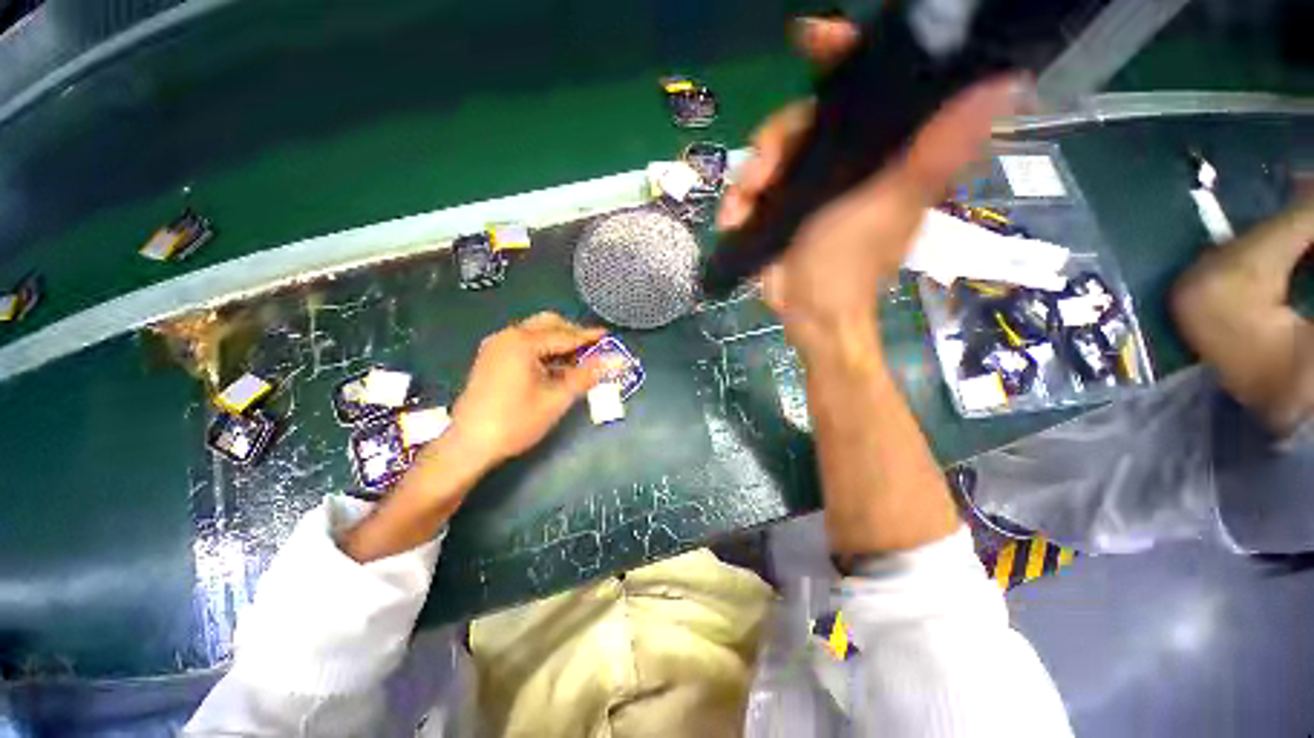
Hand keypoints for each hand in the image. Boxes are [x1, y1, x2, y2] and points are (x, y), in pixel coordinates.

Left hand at [449, 312, 604, 467]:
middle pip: (547, 324)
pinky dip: (542, 350)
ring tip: (577, 361)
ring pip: (535, 333)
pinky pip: (523, 344)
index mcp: (523, 342)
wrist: (469, 444)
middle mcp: (508, 336)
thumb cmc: (516, 421)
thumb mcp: (557, 399)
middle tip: (592, 349)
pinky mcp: (491, 357)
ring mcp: (496, 345)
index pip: (564, 334)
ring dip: (558, 342)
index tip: (607, 335)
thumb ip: (586, 376)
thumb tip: (615, 361)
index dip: (588, 336)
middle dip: (572, 334)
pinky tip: (555, 367)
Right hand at [718, 18, 1026, 353]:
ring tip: (739, 208)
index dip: (842, 55)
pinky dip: (738, 200)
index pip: (868, 83)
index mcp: (882, 150)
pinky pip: (753, 186)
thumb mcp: (890, 204)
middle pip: (801, 119)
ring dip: (748, 178)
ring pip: (770, 153)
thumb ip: (934, 150)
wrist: (808, 313)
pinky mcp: (780, 207)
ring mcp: (808, 184)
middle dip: (772, 144)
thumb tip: (1004, 83)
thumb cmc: (848, 264)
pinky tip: (732, 218)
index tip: (810, 39)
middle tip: (758, 178)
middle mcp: (846, 158)